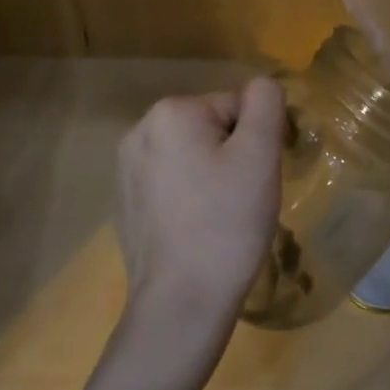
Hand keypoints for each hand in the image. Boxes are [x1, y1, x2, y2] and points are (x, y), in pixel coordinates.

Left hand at [113, 80, 286, 351]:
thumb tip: (262, 85)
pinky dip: (187, 196)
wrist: (180, 303)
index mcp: (171, 111)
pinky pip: (170, 181)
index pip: (236, 107)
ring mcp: (126, 167)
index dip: (255, 141)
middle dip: (230, 155)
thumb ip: (266, 104)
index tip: (254, 180)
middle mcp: (140, 129)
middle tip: (240, 200)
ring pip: (191, 154)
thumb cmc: (226, 224)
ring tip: (217, 217)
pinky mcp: (124, 199)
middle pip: (211, 128)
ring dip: (209, 175)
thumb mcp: (260, 154)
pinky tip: (194, 229)